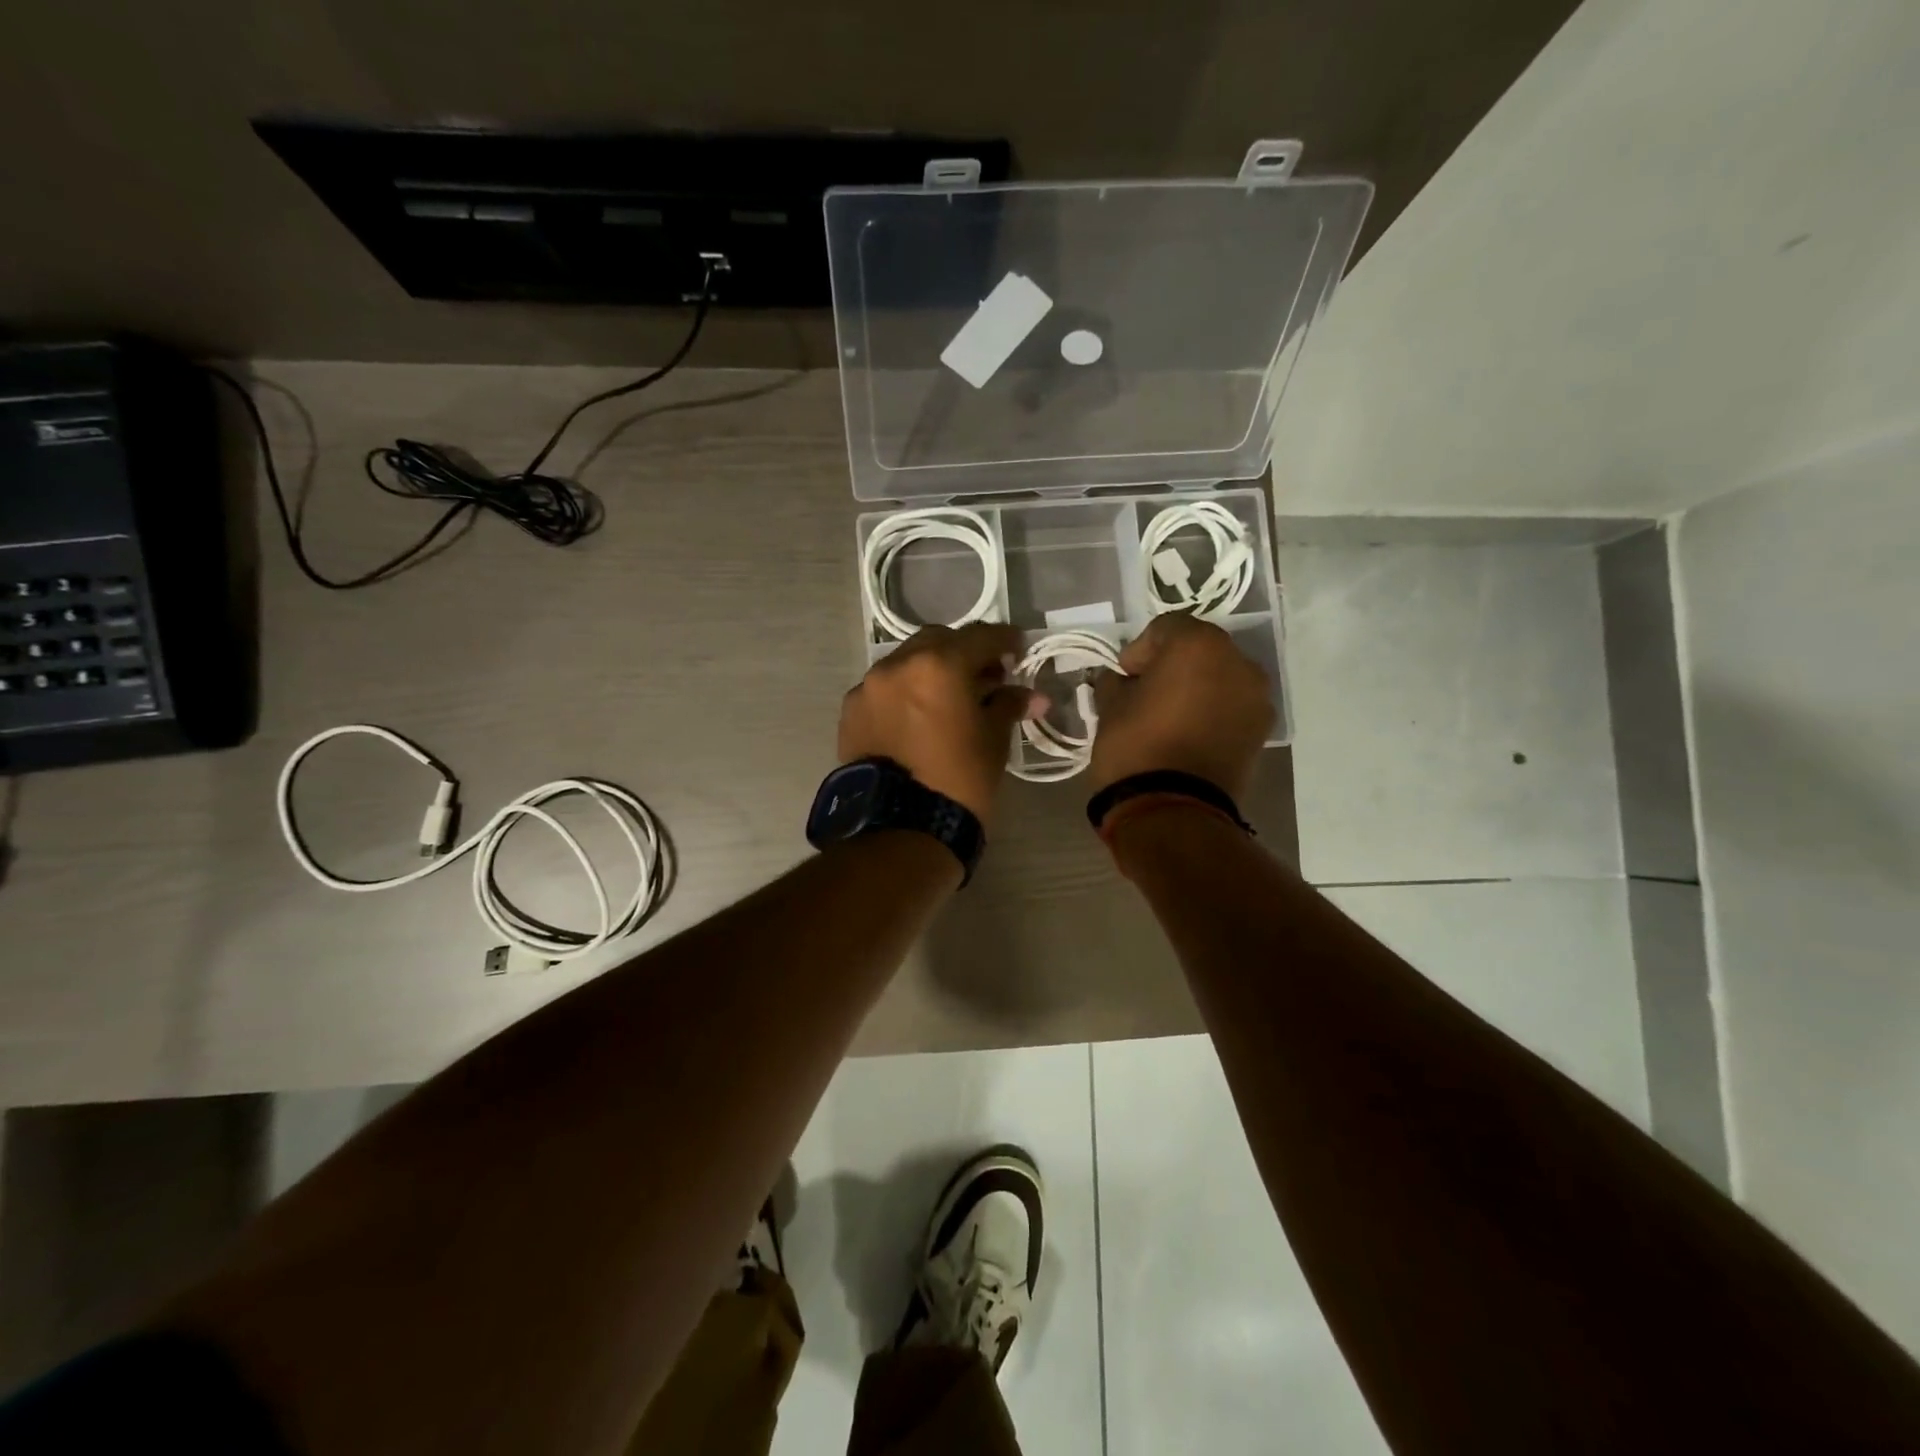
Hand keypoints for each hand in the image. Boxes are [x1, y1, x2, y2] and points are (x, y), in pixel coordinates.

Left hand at [838, 623, 1038, 827]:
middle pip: (938, 642)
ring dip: (929, 672)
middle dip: (963, 652)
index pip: (980, 637)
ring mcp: (869, 687)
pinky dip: (903, 694)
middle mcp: (898, 665)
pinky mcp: (850, 712)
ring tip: (947, 699)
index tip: (1018, 649)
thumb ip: (1008, 706)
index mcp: (939, 665)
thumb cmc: (959, 780)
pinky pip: (883, 690)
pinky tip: (915, 719)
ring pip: (906, 663)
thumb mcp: (993, 741)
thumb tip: (1031, 696)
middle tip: (984, 676)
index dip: (1004, 640)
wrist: (901, 829)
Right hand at [1089, 614, 1273, 801]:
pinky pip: (1233, 704)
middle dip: (1172, 664)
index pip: (1166, 628)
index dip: (1139, 650)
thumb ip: (1115, 683)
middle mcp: (1237, 661)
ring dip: (1197, 685)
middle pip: (1199, 649)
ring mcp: (1256, 696)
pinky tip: (1189, 731)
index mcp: (1198, 645)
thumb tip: (1119, 680)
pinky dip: (1213, 709)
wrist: (1172, 809)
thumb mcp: (1110, 708)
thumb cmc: (1135, 747)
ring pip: (1220, 676)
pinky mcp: (1261, 729)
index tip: (1123, 676)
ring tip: (1170, 713)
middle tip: (1146, 690)